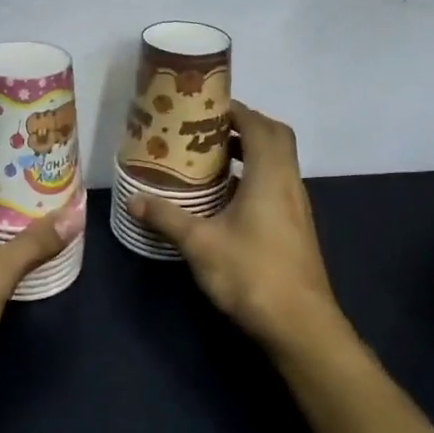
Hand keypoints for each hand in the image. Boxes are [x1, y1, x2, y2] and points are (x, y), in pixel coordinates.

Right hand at [128, 102, 349, 359]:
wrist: (300, 325)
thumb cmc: (252, 274)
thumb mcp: (200, 244)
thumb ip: (167, 218)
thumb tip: (133, 199)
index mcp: (270, 176)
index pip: (259, 126)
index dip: (236, 111)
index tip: (205, 108)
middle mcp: (288, 183)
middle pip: (274, 138)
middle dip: (244, 127)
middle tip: (207, 130)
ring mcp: (296, 206)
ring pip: (277, 163)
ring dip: (249, 153)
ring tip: (210, 159)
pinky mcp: (295, 227)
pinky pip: (276, 185)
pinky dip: (253, 177)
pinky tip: (225, 198)